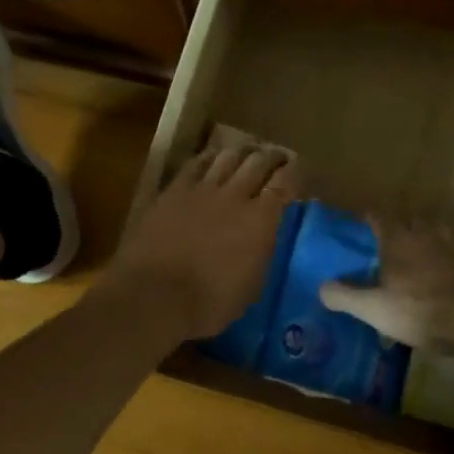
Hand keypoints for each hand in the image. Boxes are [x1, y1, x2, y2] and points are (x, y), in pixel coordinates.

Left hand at [108, 143, 299, 340]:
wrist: (154, 294)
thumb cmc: (208, 303)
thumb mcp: (251, 286)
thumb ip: (261, 252)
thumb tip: (263, 237)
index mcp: (260, 219)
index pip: (285, 183)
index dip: (295, 172)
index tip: (300, 169)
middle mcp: (235, 195)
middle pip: (259, 162)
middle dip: (272, 156)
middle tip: (278, 156)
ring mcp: (202, 189)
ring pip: (228, 156)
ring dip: (243, 151)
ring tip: (249, 151)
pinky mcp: (174, 191)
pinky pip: (195, 164)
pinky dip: (209, 157)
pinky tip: (212, 157)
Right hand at [319, 217, 453, 348]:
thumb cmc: (422, 312)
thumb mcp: (375, 310)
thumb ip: (345, 296)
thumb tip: (320, 287)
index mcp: (400, 240)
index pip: (379, 218)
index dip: (370, 220)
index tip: (364, 224)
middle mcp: (430, 233)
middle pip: (413, 221)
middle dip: (404, 229)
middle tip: (396, 245)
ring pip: (443, 232)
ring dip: (434, 240)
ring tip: (430, 257)